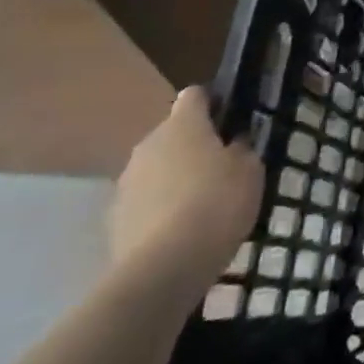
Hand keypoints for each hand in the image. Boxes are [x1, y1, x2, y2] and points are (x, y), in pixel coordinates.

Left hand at [110, 88, 262, 293]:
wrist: (163, 268)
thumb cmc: (217, 203)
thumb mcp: (250, 170)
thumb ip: (241, 148)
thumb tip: (233, 142)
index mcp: (183, 124)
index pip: (195, 95)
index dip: (213, 103)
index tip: (230, 120)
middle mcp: (149, 144)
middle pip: (173, 133)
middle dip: (193, 145)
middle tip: (220, 167)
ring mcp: (126, 183)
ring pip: (156, 168)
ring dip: (174, 177)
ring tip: (200, 204)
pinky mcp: (114, 220)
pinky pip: (144, 202)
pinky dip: (159, 208)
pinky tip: (180, 231)